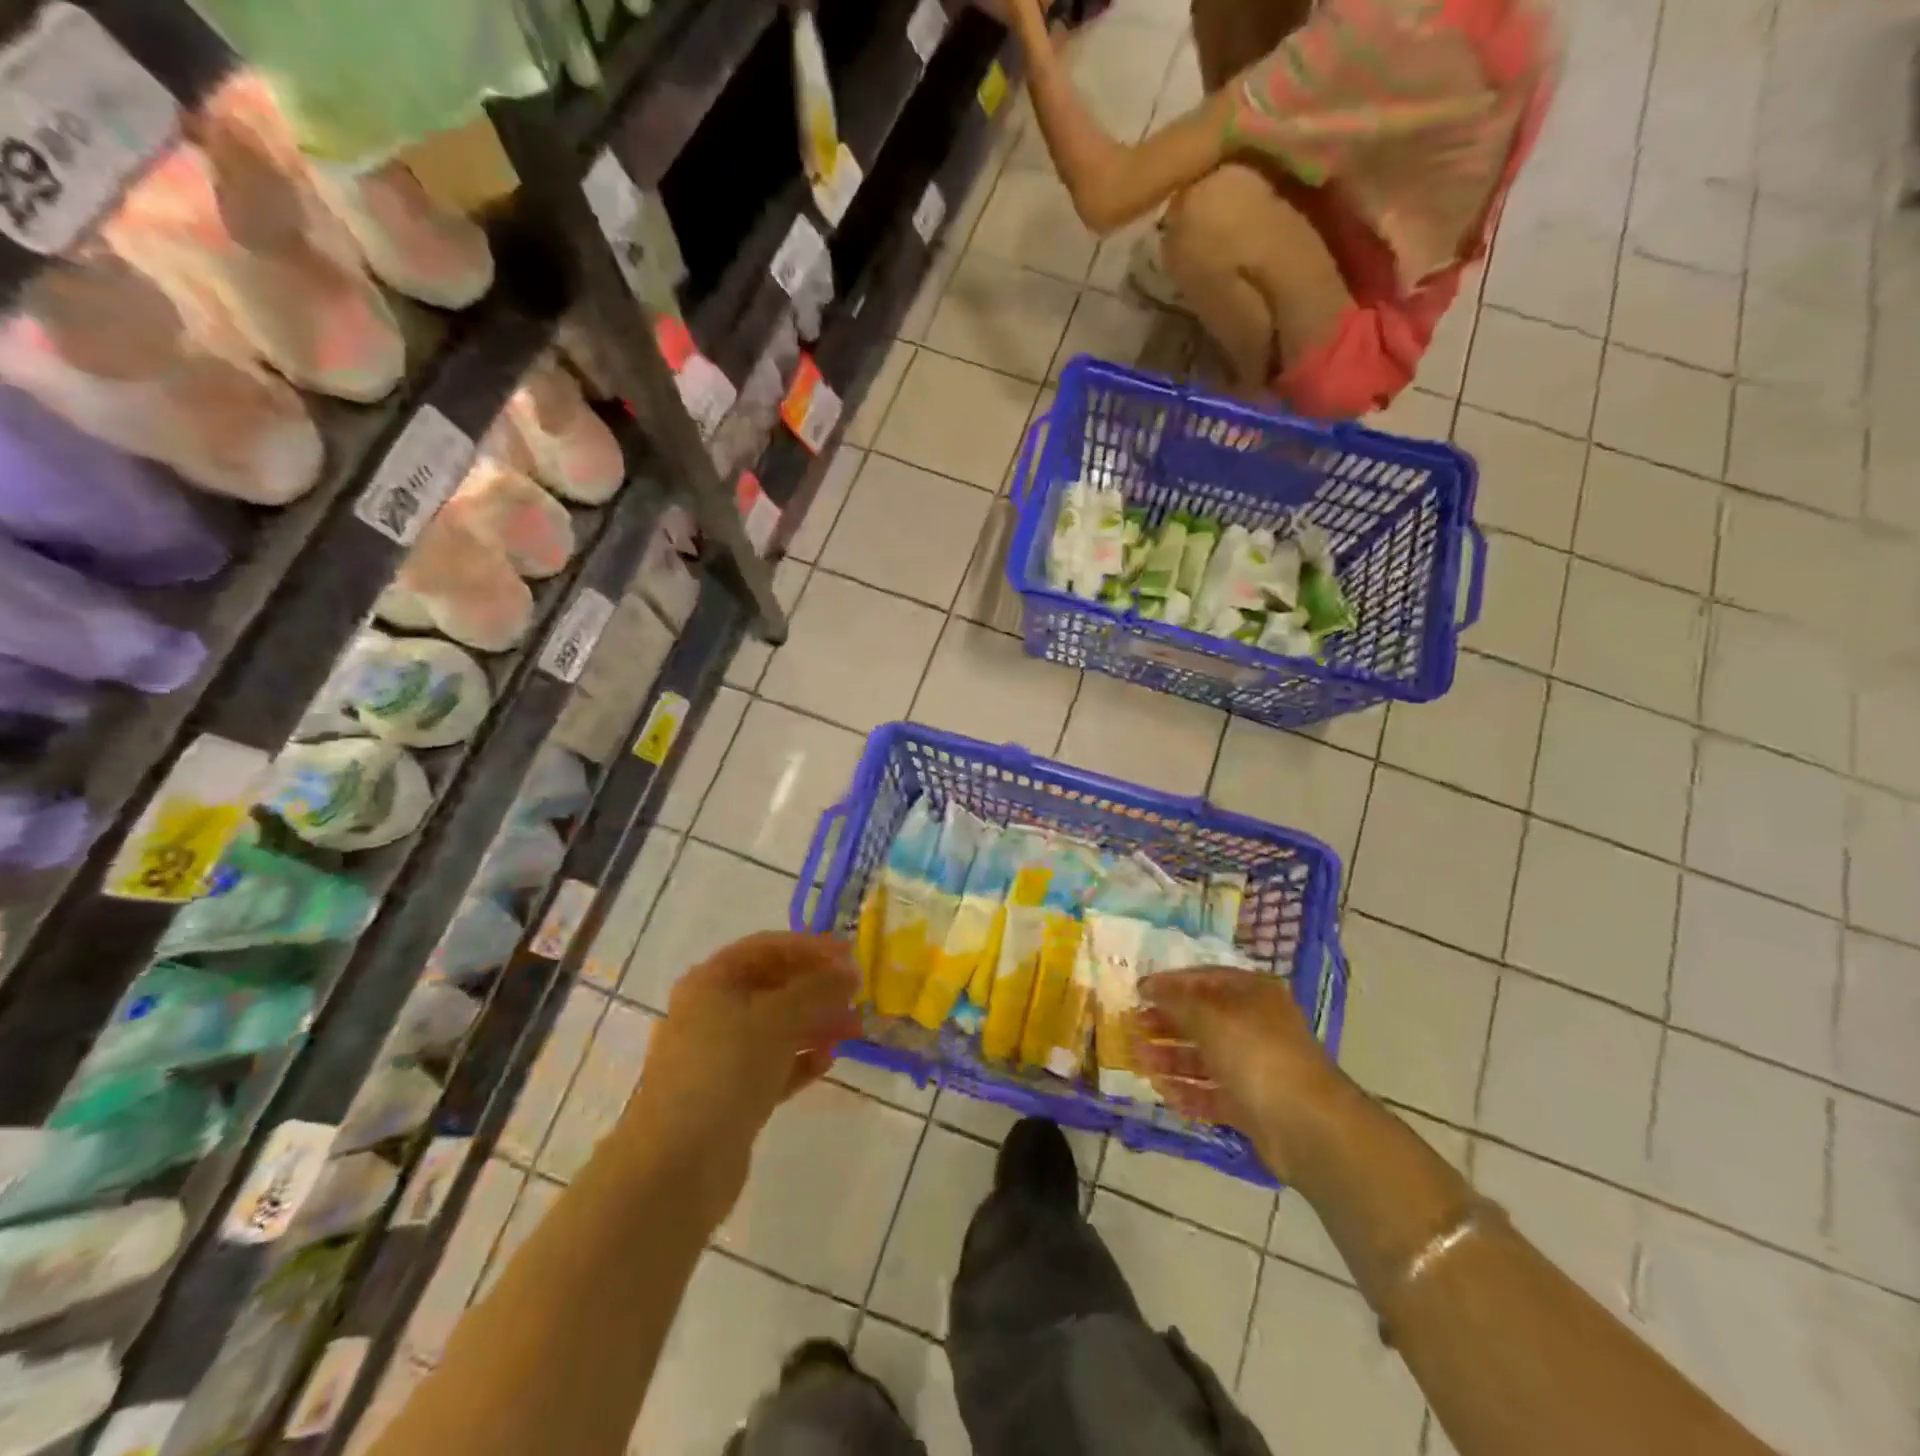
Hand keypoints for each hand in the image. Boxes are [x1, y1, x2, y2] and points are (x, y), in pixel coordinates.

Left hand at [623, 932, 858, 1226]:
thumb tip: (849, 971)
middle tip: (856, 999)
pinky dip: (799, 1060)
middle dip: (817, 989)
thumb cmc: (726, 1071)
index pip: (769, 947)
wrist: (677, 1166)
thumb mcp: (778, 1019)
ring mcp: (718, 1055)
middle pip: (774, 986)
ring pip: (776, 1027)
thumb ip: (818, 989)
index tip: (851, 957)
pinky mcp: (729, 1094)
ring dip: (815, 1024)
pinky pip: (772, 1064)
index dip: (811, 948)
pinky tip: (826, 1063)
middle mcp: (711, 1011)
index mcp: (712, 981)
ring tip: (851, 1033)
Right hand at [1134, 967, 1352, 1183]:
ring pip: (1204, 1058)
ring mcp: (1254, 1067)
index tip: (1137, 992)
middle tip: (1133, 1028)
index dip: (1169, 983)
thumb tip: (1148, 987)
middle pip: (1202, 1019)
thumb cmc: (1255, 1053)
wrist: (1306, 1125)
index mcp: (1252, 994)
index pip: (1204, 979)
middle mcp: (1254, 1026)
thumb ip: (1175, 1000)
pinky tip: (1162, 1091)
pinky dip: (1187, 1092)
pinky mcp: (1251, 1105)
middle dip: (1166, 1023)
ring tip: (1139, 1061)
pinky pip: (1211, 1093)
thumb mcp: (1209, 1015)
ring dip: (1169, 1058)